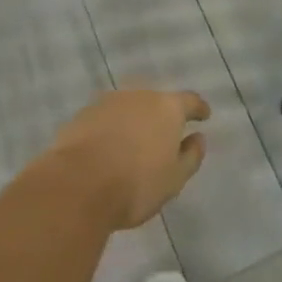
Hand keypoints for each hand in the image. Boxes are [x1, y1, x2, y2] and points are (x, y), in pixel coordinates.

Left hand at [46, 89, 209, 230]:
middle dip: (161, 116)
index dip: (198, 109)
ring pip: (128, 108)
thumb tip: (198, 138)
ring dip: (134, 121)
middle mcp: (138, 96)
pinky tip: (107, 149)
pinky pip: (105, 119)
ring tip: (134, 143)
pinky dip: (110, 130)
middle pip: (156, 101)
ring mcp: (107, 103)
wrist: (77, 186)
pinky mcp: (82, 115)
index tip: (204, 116)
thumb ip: (191, 156)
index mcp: (167, 108)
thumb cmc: (136, 184)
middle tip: (164, 136)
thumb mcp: (175, 179)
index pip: (190, 101)